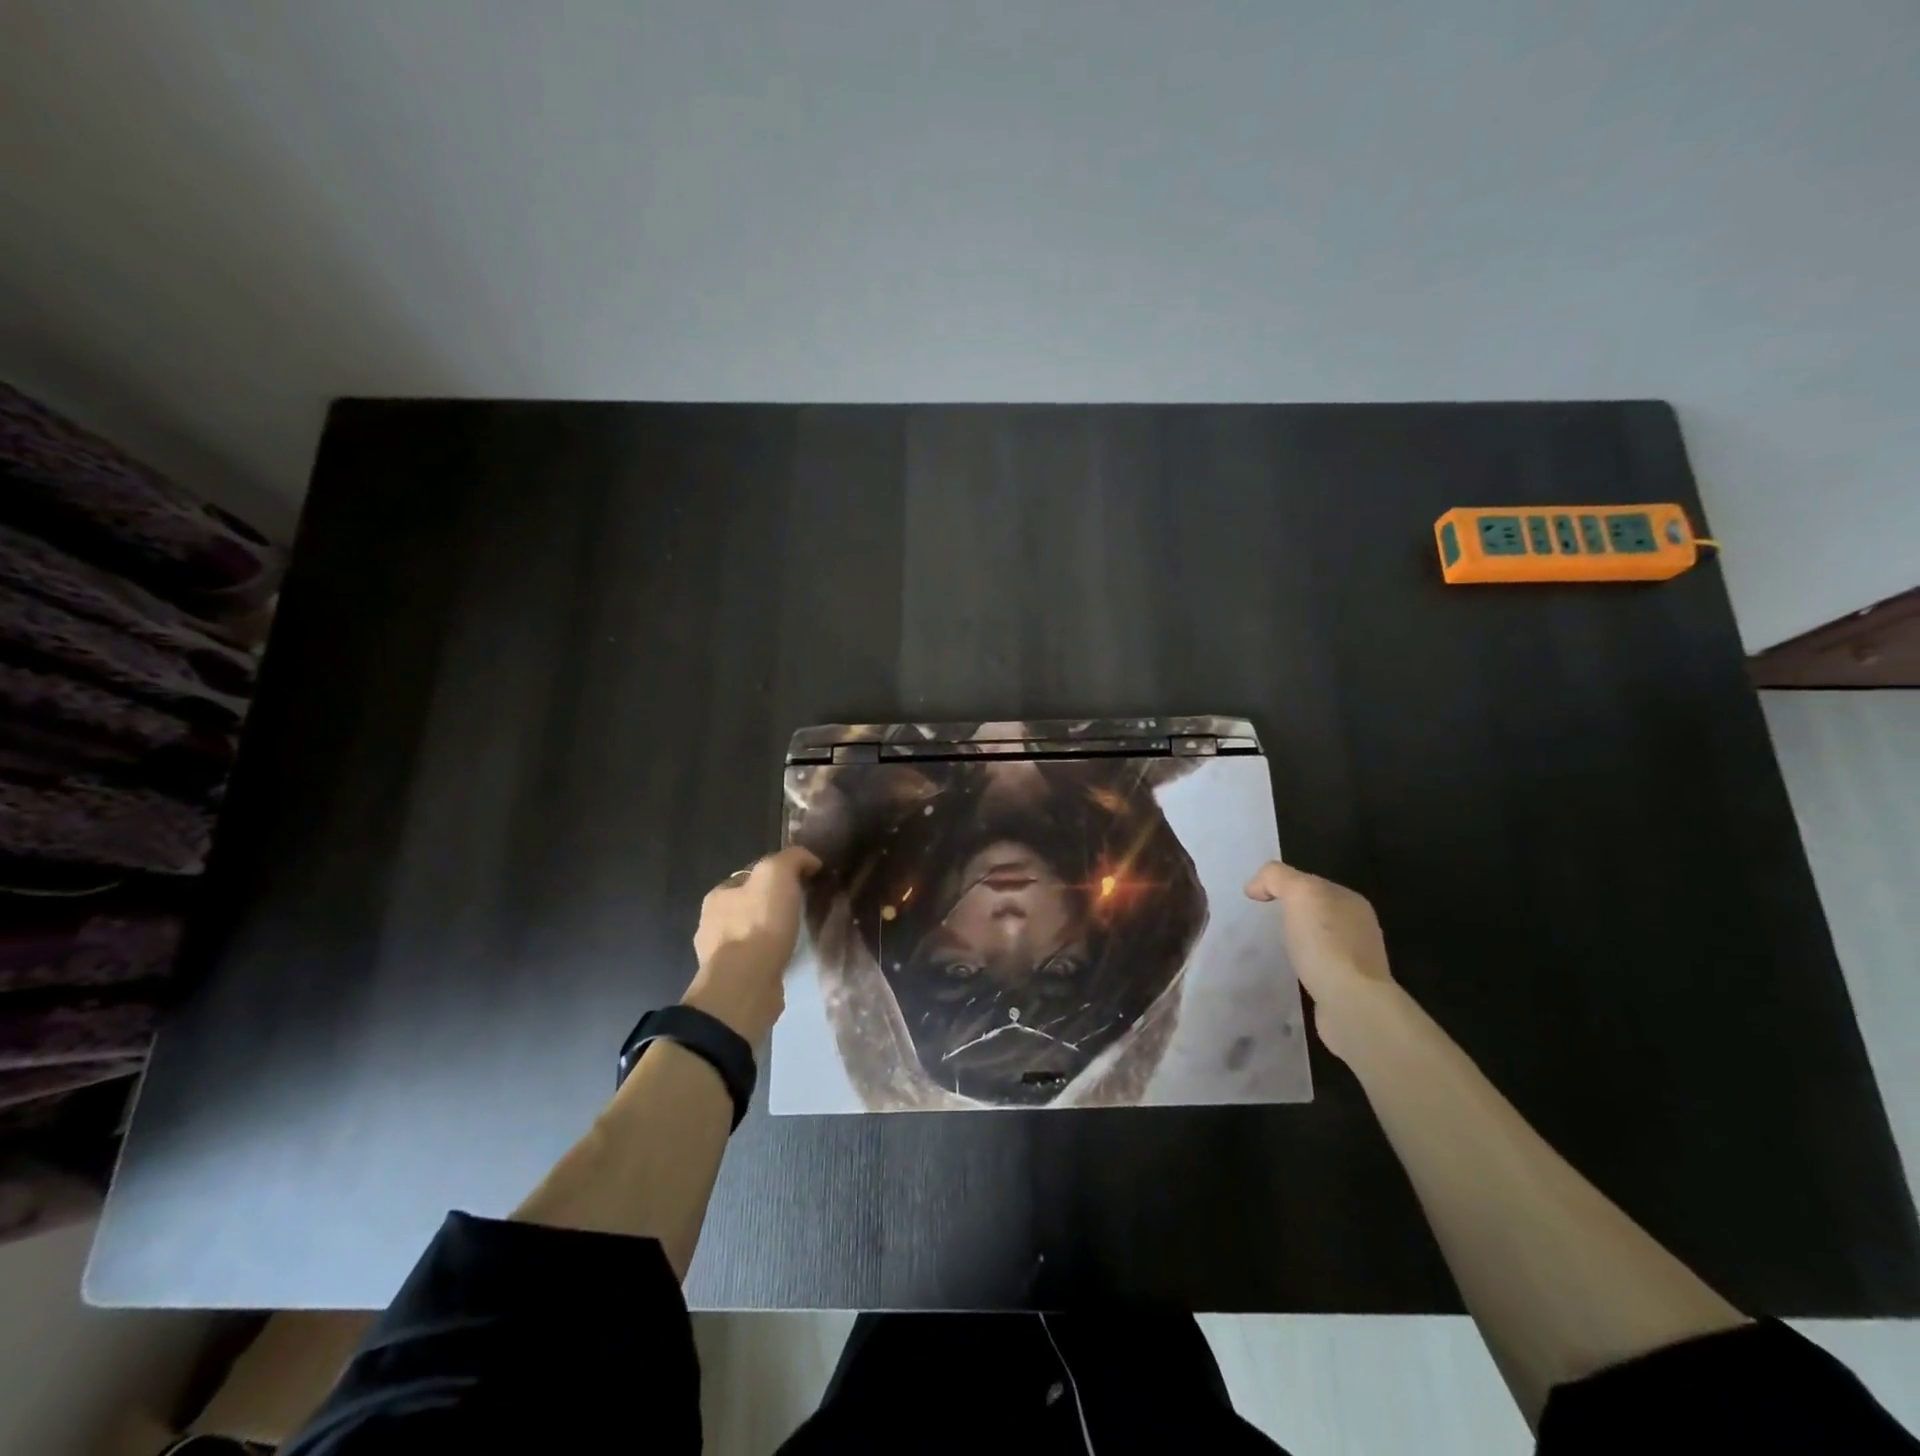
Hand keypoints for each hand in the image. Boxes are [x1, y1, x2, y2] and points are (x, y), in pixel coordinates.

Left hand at [682, 847, 820, 1043]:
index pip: (749, 877)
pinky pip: (755, 962)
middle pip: (749, 906)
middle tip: (801, 909)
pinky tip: (787, 960)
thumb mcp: (776, 874)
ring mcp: (719, 956)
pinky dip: (769, 958)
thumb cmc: (758, 924)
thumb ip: (792, 858)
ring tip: (797, 936)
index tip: (802, 882)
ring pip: (751, 936)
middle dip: (771, 906)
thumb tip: (809, 860)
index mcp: (718, 895)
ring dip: (770, 935)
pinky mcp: (733, 982)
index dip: (776, 876)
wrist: (745, 985)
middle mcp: (712, 923)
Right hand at [1244, 860, 1393, 1061]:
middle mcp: (1358, 926)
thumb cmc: (1326, 943)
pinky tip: (1290, 973)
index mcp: (1351, 901)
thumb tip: (1256, 886)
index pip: (1310, 882)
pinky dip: (1303, 965)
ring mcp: (1356, 959)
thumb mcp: (1299, 893)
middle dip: (1289, 913)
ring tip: (1273, 948)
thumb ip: (1277, 877)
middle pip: (1314, 911)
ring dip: (1296, 941)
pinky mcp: (1348, 987)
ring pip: (1317, 939)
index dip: (1281, 885)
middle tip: (1261, 922)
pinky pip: (1319, 966)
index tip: (1256, 900)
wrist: (1351, 1004)